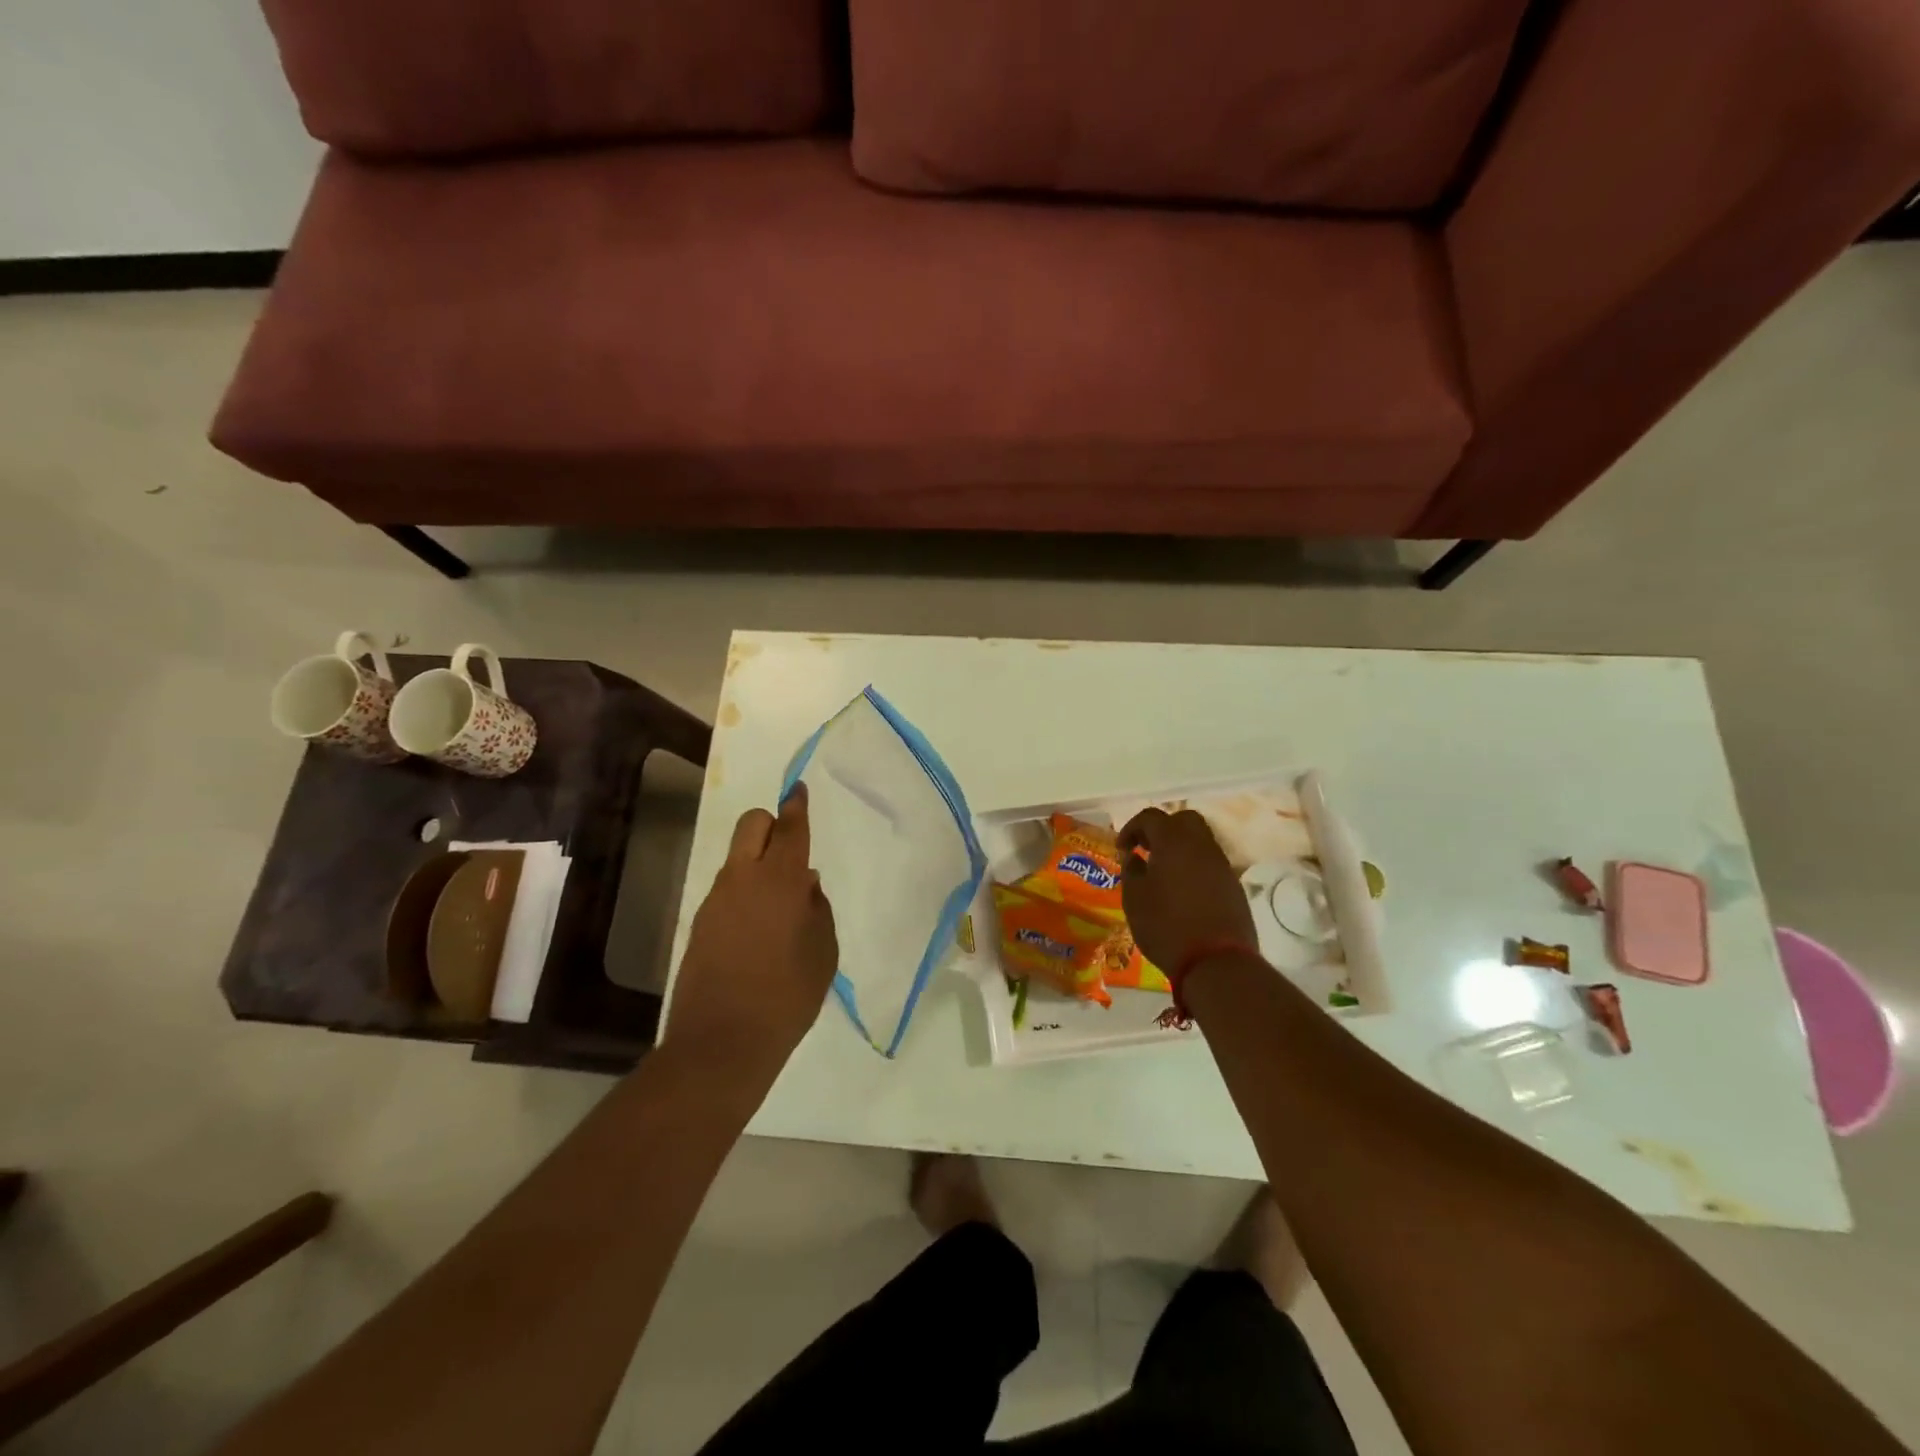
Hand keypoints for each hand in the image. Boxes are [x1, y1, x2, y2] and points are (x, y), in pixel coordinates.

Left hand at [668, 784, 838, 1072]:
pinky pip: (726, 888)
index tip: (799, 790)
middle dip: (770, 823)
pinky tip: (757, 928)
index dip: (797, 805)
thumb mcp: (823, 953)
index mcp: (780, 880)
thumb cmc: (788, 996)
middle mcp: (743, 878)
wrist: (722, 1042)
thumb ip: (818, 910)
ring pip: (736, 857)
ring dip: (757, 861)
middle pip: (751, 823)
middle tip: (789, 849)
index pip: (790, 827)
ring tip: (779, 902)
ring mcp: (716, 899)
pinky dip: (743, 890)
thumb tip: (807, 885)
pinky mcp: (699, 922)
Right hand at [1118, 808, 1258, 972]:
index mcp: (1174, 842)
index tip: (1122, 848)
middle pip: (1183, 820)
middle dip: (1162, 829)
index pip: (1151, 817)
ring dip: (1179, 848)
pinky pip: (1210, 863)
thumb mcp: (1135, 899)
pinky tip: (1182, 890)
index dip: (1132, 827)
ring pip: (1200, 841)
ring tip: (1162, 872)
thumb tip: (1134, 857)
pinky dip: (1194, 866)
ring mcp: (1221, 865)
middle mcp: (1201, 846)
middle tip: (1146, 849)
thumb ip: (1131, 871)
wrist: (1216, 962)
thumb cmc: (1166, 926)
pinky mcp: (1233, 885)